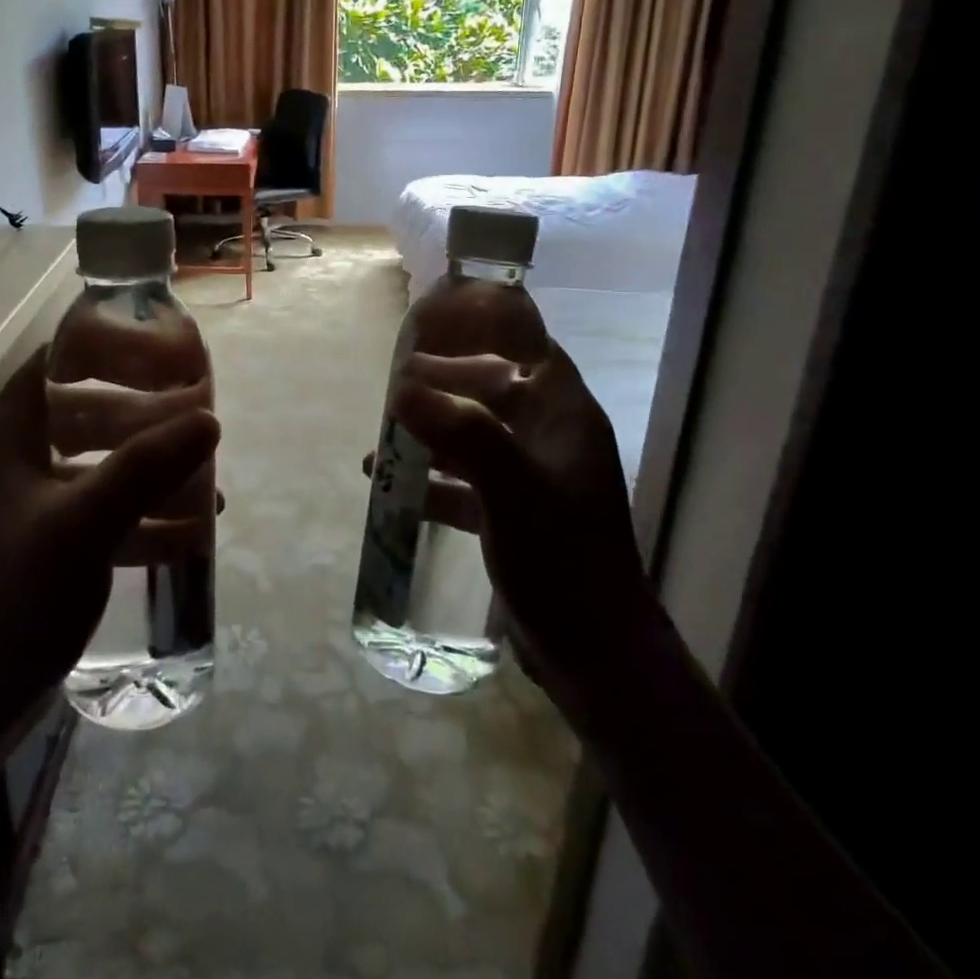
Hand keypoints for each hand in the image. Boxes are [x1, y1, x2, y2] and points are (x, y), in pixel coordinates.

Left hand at [0, 346, 219, 718]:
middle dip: (142, 411)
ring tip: (203, 472)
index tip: (162, 351)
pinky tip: (188, 532)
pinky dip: (140, 515)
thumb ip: (147, 467)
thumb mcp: (86, 523)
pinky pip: (101, 513)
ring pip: (98, 464)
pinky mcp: (45, 548)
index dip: (106, 347)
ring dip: (148, 466)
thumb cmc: (15, 595)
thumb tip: (209, 420)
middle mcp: (15, 460)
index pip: (54, 362)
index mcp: (8, 435)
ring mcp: (30, 506)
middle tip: (195, 410)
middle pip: (85, 411)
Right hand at [389, 341, 649, 693]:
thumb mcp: (513, 492)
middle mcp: (551, 438)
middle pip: (495, 388)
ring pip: (476, 434)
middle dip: (446, 382)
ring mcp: (532, 477)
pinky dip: (432, 478)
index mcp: (565, 417)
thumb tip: (402, 387)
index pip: (532, 348)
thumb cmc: (563, 560)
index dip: (489, 330)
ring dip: (433, 430)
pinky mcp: (514, 512)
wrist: (594, 654)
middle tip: (397, 383)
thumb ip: (462, 436)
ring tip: (385, 432)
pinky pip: (466, 479)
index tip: (439, 325)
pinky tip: (390, 484)